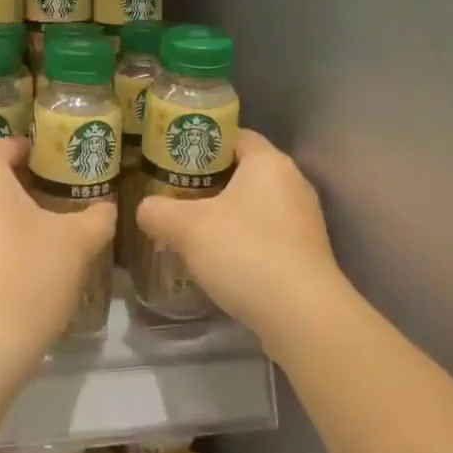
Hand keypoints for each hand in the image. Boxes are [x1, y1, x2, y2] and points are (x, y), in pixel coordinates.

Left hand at [0, 138, 116, 384]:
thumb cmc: (27, 277)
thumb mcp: (76, 243)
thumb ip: (96, 217)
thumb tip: (105, 207)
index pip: (7, 145)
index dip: (34, 151)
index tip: (58, 164)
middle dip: (21, 183)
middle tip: (56, 197)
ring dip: (5, 213)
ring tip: (40, 231)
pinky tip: (16, 262)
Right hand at [136, 129, 342, 344]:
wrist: (303, 317)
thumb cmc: (245, 252)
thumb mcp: (187, 228)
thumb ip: (158, 211)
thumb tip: (145, 209)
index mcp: (268, 162)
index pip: (233, 136)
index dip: (202, 144)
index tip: (174, 159)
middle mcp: (293, 182)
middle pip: (244, 170)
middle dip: (210, 181)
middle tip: (176, 193)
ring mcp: (304, 220)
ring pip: (256, 204)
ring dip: (227, 214)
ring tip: (193, 228)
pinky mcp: (307, 254)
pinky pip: (268, 233)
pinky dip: (245, 239)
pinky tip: (221, 259)